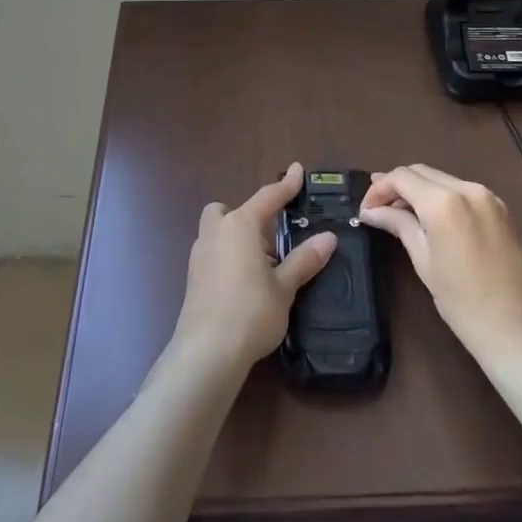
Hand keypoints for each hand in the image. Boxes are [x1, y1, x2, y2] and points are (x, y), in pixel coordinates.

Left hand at [171, 163, 337, 375]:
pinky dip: (228, 257)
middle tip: (270, 237)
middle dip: (246, 215)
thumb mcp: (284, 286)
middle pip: (228, 210)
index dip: (287, 184)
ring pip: (217, 231)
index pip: (268, 197)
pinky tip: (244, 282)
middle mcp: (216, 232)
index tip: (299, 169)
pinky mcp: (193, 278)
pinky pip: (213, 253)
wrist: (207, 352)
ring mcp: (200, 254)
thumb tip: (329, 237)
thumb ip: (305, 259)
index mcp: (240, 225)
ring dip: (236, 237)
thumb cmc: (251, 311)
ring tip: (262, 263)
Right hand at [360, 164, 521, 364]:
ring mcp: (488, 197)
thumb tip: (371, 211)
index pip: (401, 177)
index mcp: (445, 201)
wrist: (521, 331)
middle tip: (377, 209)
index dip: (379, 189)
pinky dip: (440, 196)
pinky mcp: (500, 209)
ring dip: (418, 190)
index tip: (365, 211)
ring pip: (441, 179)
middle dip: (396, 186)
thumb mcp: (424, 262)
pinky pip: (461, 191)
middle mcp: (467, 188)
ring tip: (400, 213)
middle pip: (421, 172)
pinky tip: (430, 218)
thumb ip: (399, 226)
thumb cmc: (464, 303)